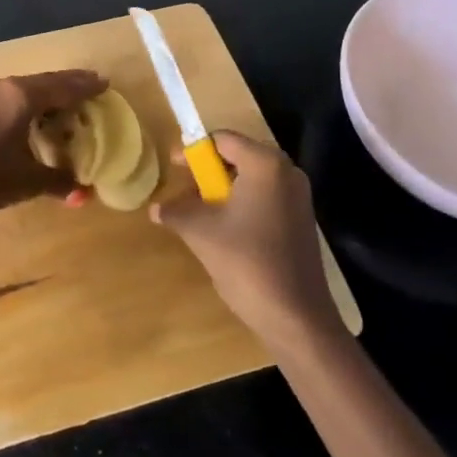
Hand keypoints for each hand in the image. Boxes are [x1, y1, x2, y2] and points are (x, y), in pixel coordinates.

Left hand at [0, 70, 107, 238]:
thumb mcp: (26, 181)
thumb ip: (58, 181)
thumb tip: (84, 194)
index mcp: (21, 96)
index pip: (63, 86)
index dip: (86, 86)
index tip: (105, 83)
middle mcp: (4, 87)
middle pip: (45, 82)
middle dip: (69, 85)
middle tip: (92, 87)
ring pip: (26, 88)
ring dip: (48, 94)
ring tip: (69, 103)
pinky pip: (11, 97)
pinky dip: (30, 103)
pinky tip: (35, 116)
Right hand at [151, 130, 338, 348]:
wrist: (296, 317)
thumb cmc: (247, 262)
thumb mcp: (201, 232)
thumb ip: (176, 212)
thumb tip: (155, 208)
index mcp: (265, 164)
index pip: (223, 139)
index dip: (194, 150)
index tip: (173, 166)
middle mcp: (287, 172)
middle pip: (239, 157)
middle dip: (208, 172)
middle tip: (184, 190)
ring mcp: (298, 197)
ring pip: (252, 180)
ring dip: (223, 191)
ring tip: (199, 213)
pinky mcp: (301, 221)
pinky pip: (265, 198)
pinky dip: (241, 205)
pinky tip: (224, 230)